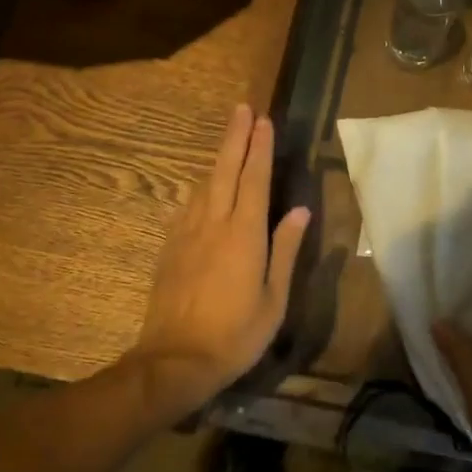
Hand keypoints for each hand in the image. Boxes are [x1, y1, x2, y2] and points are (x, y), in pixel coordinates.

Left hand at [134, 104, 310, 403]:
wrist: (174, 361)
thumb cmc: (235, 334)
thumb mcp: (274, 298)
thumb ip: (286, 250)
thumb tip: (300, 211)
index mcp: (244, 234)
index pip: (255, 179)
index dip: (260, 148)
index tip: (264, 120)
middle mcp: (214, 224)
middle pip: (225, 170)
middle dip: (235, 138)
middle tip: (242, 109)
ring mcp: (187, 234)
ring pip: (204, 185)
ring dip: (218, 159)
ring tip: (230, 140)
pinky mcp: (170, 248)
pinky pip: (188, 206)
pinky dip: (201, 188)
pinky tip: (204, 187)